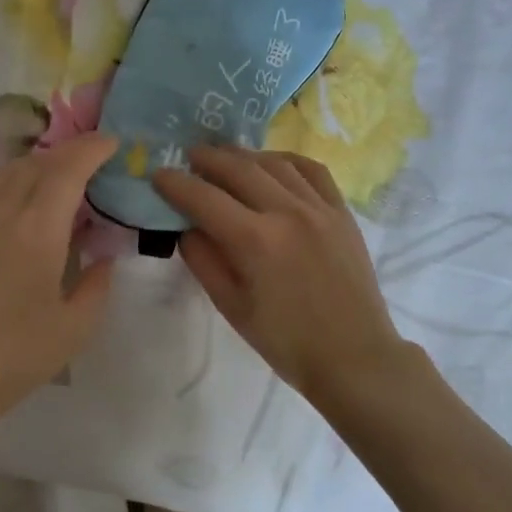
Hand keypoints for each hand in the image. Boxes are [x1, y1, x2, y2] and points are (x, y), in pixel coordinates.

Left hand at [0, 133, 120, 479]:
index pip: (67, 169)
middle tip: (95, 161)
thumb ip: (97, 284)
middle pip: (35, 163)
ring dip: (38, 164)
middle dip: (69, 153)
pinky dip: (12, 183)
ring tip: (61, 179)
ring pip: (6, 173)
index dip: (92, 149)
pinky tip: (22, 204)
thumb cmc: (15, 357)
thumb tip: (103, 257)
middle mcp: (1, 214)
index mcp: (37, 231)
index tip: (113, 143)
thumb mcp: (75, 328)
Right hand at [153, 146, 406, 406]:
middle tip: (188, 157)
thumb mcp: (232, 307)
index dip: (176, 184)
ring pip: (275, 163)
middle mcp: (288, 212)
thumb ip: (204, 261)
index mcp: (256, 241)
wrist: (353, 355)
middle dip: (207, 159)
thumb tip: (186, 228)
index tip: (158, 175)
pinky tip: (272, 164)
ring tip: (225, 158)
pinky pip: (312, 171)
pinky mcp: (342, 213)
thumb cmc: (286, 341)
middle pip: (239, 169)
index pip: (204, 199)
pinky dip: (286, 160)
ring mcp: (320, 208)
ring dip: (244, 156)